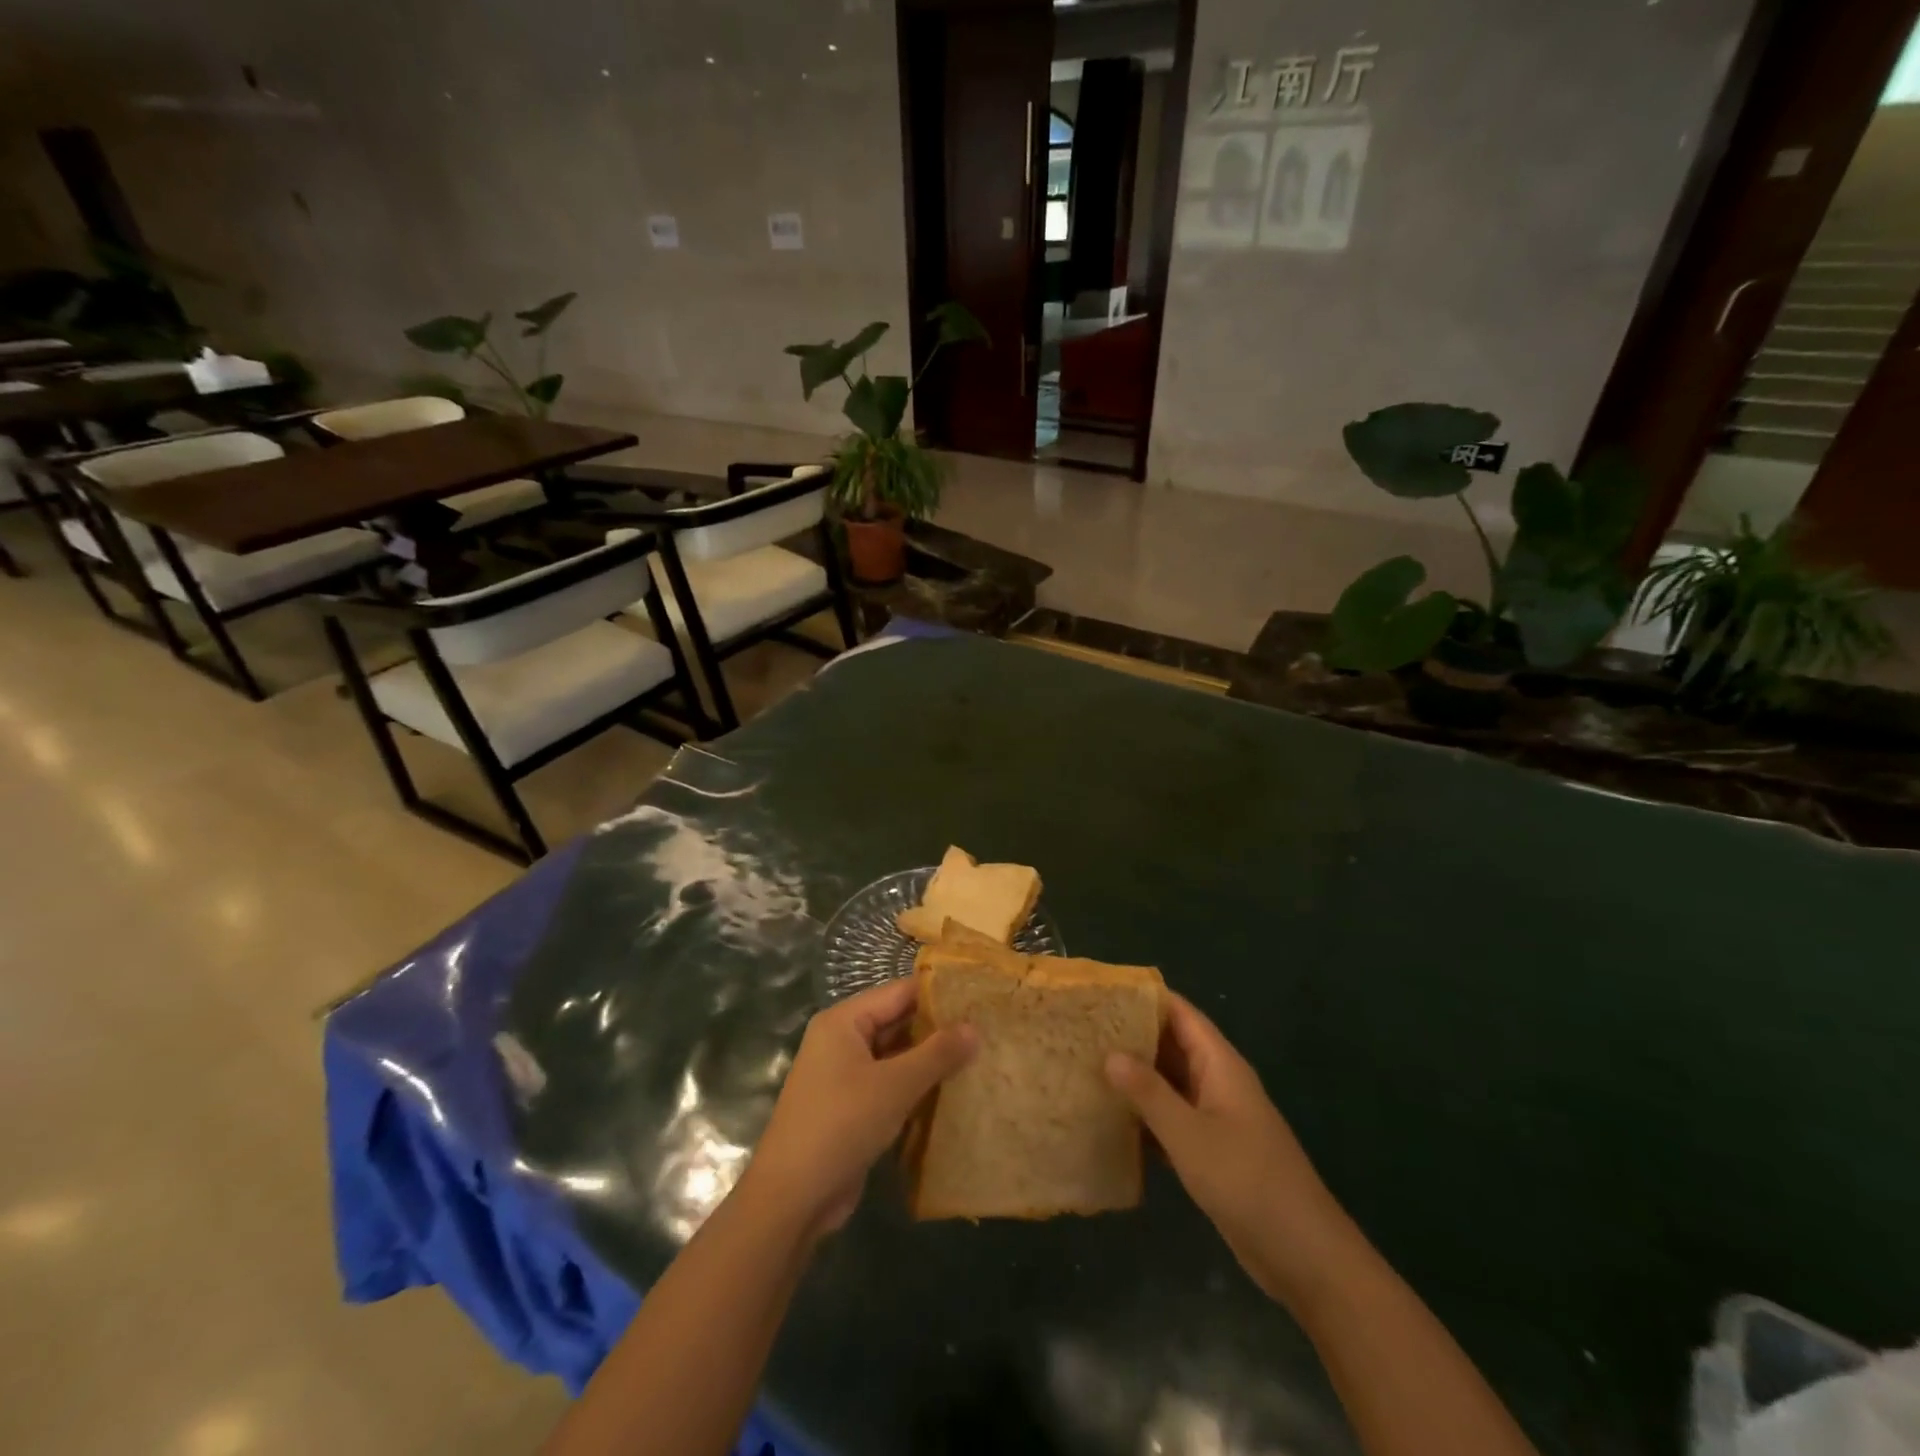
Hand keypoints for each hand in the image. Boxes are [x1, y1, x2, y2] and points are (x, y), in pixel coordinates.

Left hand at [741, 977, 976, 1241]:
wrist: (792, 1199)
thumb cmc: (841, 1125)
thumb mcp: (895, 1085)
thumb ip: (937, 1053)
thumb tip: (975, 1028)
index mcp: (844, 1021)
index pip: (899, 993)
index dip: (939, 994)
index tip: (980, 997)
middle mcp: (842, 1041)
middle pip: (897, 1023)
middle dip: (938, 1029)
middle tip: (987, 1030)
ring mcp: (845, 1076)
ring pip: (896, 1057)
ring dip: (930, 1061)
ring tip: (980, 1058)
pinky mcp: (852, 1108)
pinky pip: (890, 1085)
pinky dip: (917, 1087)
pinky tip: (953, 1094)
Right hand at [1105, 992, 1357, 1308]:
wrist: (1304, 1256)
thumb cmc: (1247, 1182)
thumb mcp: (1190, 1135)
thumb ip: (1149, 1092)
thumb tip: (1109, 1053)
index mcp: (1220, 1065)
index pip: (1180, 1014)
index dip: (1144, 999)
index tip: (1101, 993)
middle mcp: (1217, 1082)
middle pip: (1171, 1045)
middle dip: (1131, 1036)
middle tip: (1082, 1030)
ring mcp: (1215, 1118)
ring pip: (1168, 1083)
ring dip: (1134, 1077)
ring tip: (1085, 1066)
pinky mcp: (1211, 1151)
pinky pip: (1171, 1118)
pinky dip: (1144, 1114)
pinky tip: (1108, 1118)